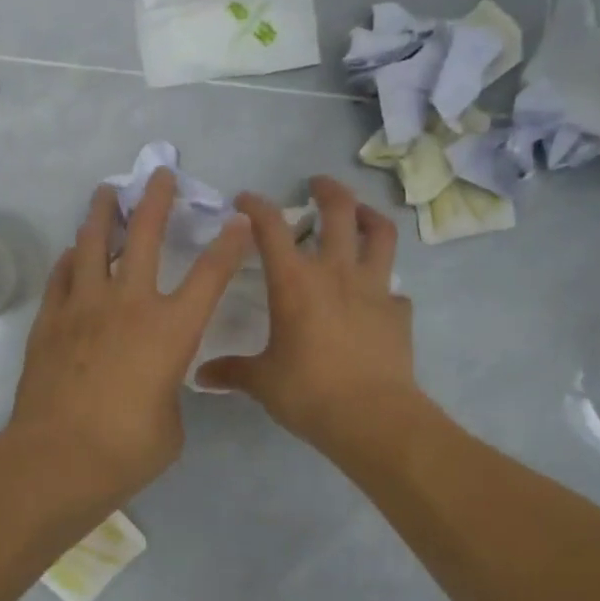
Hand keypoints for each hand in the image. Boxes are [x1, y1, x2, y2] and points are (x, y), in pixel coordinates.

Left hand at [9, 169, 250, 498]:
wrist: (57, 459)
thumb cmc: (127, 449)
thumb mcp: (171, 423)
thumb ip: (168, 390)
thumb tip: (154, 381)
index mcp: (171, 330)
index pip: (210, 275)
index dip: (229, 244)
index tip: (237, 220)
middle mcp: (129, 305)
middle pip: (145, 236)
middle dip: (157, 200)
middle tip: (161, 175)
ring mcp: (84, 308)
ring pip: (93, 244)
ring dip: (103, 214)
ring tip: (106, 192)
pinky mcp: (50, 321)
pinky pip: (61, 276)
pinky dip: (70, 259)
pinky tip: (73, 252)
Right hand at [198, 176, 417, 454]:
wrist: (371, 416)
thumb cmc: (308, 392)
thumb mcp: (263, 381)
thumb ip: (232, 372)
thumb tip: (201, 376)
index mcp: (295, 282)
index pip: (271, 228)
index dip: (257, 206)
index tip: (246, 201)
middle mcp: (336, 273)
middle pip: (338, 212)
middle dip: (327, 190)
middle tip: (318, 184)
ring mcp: (374, 288)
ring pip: (380, 235)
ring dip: (370, 217)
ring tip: (362, 214)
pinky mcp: (398, 312)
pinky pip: (394, 289)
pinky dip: (384, 286)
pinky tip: (378, 297)